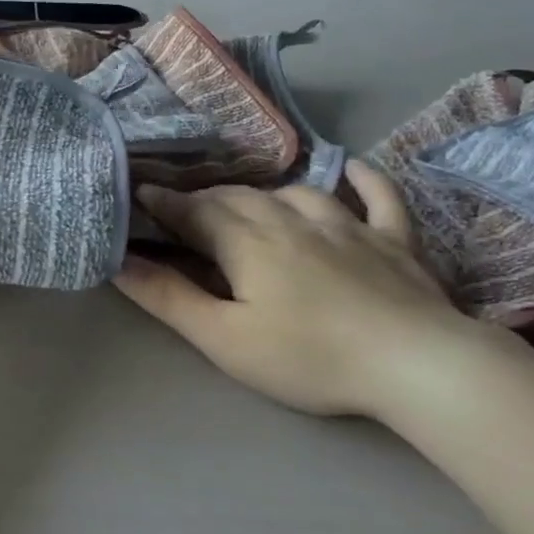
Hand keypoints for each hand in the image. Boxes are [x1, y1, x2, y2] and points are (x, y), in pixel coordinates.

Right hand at [114, 161, 482, 418]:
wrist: (413, 364)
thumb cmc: (308, 357)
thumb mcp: (224, 338)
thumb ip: (170, 297)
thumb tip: (120, 261)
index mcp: (248, 243)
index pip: (196, 212)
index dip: (166, 203)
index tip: (141, 194)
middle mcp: (293, 220)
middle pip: (241, 198)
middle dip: (207, 199)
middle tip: (188, 210)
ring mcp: (349, 225)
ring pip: (296, 192)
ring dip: (265, 193)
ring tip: (250, 204)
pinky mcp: (394, 240)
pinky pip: (378, 196)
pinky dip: (361, 179)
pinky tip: (350, 169)